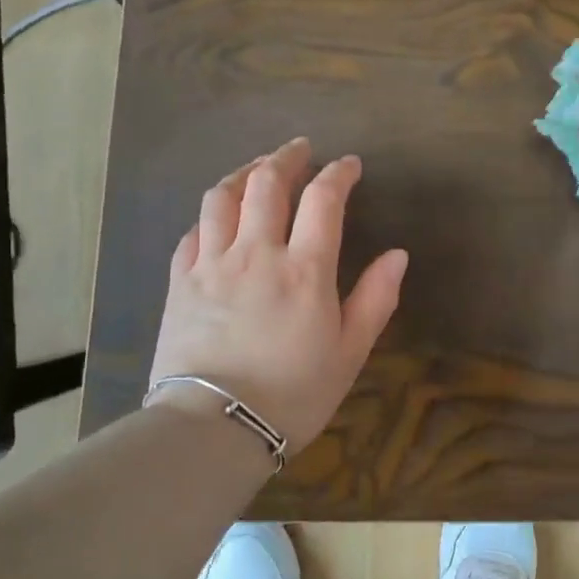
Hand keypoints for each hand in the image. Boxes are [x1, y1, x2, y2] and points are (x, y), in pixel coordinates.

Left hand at [149, 137, 407, 452]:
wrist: (214, 428)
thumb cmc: (293, 394)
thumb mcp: (350, 352)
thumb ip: (375, 298)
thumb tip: (397, 255)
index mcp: (305, 269)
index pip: (323, 199)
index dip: (338, 174)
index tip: (349, 165)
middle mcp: (257, 253)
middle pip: (266, 183)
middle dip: (286, 158)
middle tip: (300, 150)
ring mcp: (212, 264)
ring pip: (222, 198)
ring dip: (243, 174)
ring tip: (256, 169)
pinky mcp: (180, 283)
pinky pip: (192, 233)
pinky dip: (209, 215)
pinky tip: (216, 217)